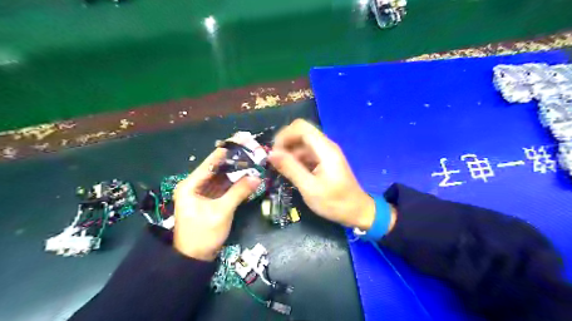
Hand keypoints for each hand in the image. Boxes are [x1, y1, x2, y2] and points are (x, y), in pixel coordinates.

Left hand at [173, 148, 260, 260]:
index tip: (239, 140)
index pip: (209, 163)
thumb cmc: (203, 235)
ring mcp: (203, 193)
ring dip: (236, 171)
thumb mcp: (221, 212)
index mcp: (190, 185)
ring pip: (221, 177)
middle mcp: (195, 186)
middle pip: (216, 169)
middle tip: (249, 149)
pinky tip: (247, 175)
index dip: (225, 152)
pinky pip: (224, 187)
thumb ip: (239, 192)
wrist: (194, 259)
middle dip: (233, 160)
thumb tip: (257, 177)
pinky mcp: (211, 201)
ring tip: (252, 159)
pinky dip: (235, 182)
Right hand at [269, 120, 393, 231]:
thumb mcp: (309, 188)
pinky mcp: (324, 160)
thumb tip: (271, 154)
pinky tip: (291, 172)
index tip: (274, 152)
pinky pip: (306, 153)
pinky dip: (296, 159)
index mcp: (325, 149)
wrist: (356, 211)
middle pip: (301, 133)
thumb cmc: (335, 202)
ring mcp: (325, 153)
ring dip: (289, 152)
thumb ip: (290, 169)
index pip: (301, 127)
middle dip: (285, 144)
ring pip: (302, 143)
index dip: (284, 135)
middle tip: (275, 162)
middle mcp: (326, 146)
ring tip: (281, 170)